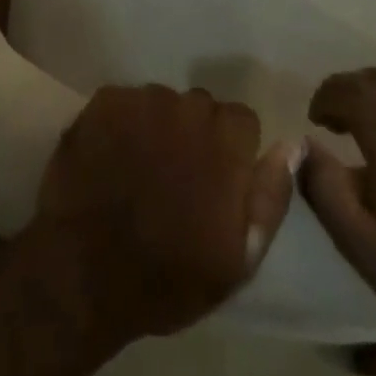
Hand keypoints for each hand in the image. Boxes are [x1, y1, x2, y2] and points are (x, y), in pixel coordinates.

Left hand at [32, 85, 294, 344]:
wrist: (82, 272)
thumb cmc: (168, 275)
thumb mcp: (239, 258)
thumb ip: (269, 196)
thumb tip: (292, 145)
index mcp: (224, 142)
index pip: (242, 120)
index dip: (232, 151)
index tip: (217, 182)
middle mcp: (186, 107)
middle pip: (201, 107)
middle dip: (195, 135)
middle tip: (175, 178)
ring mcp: (142, 100)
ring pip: (162, 102)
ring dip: (158, 127)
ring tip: (139, 168)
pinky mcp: (104, 100)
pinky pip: (126, 102)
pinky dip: (123, 123)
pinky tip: (111, 157)